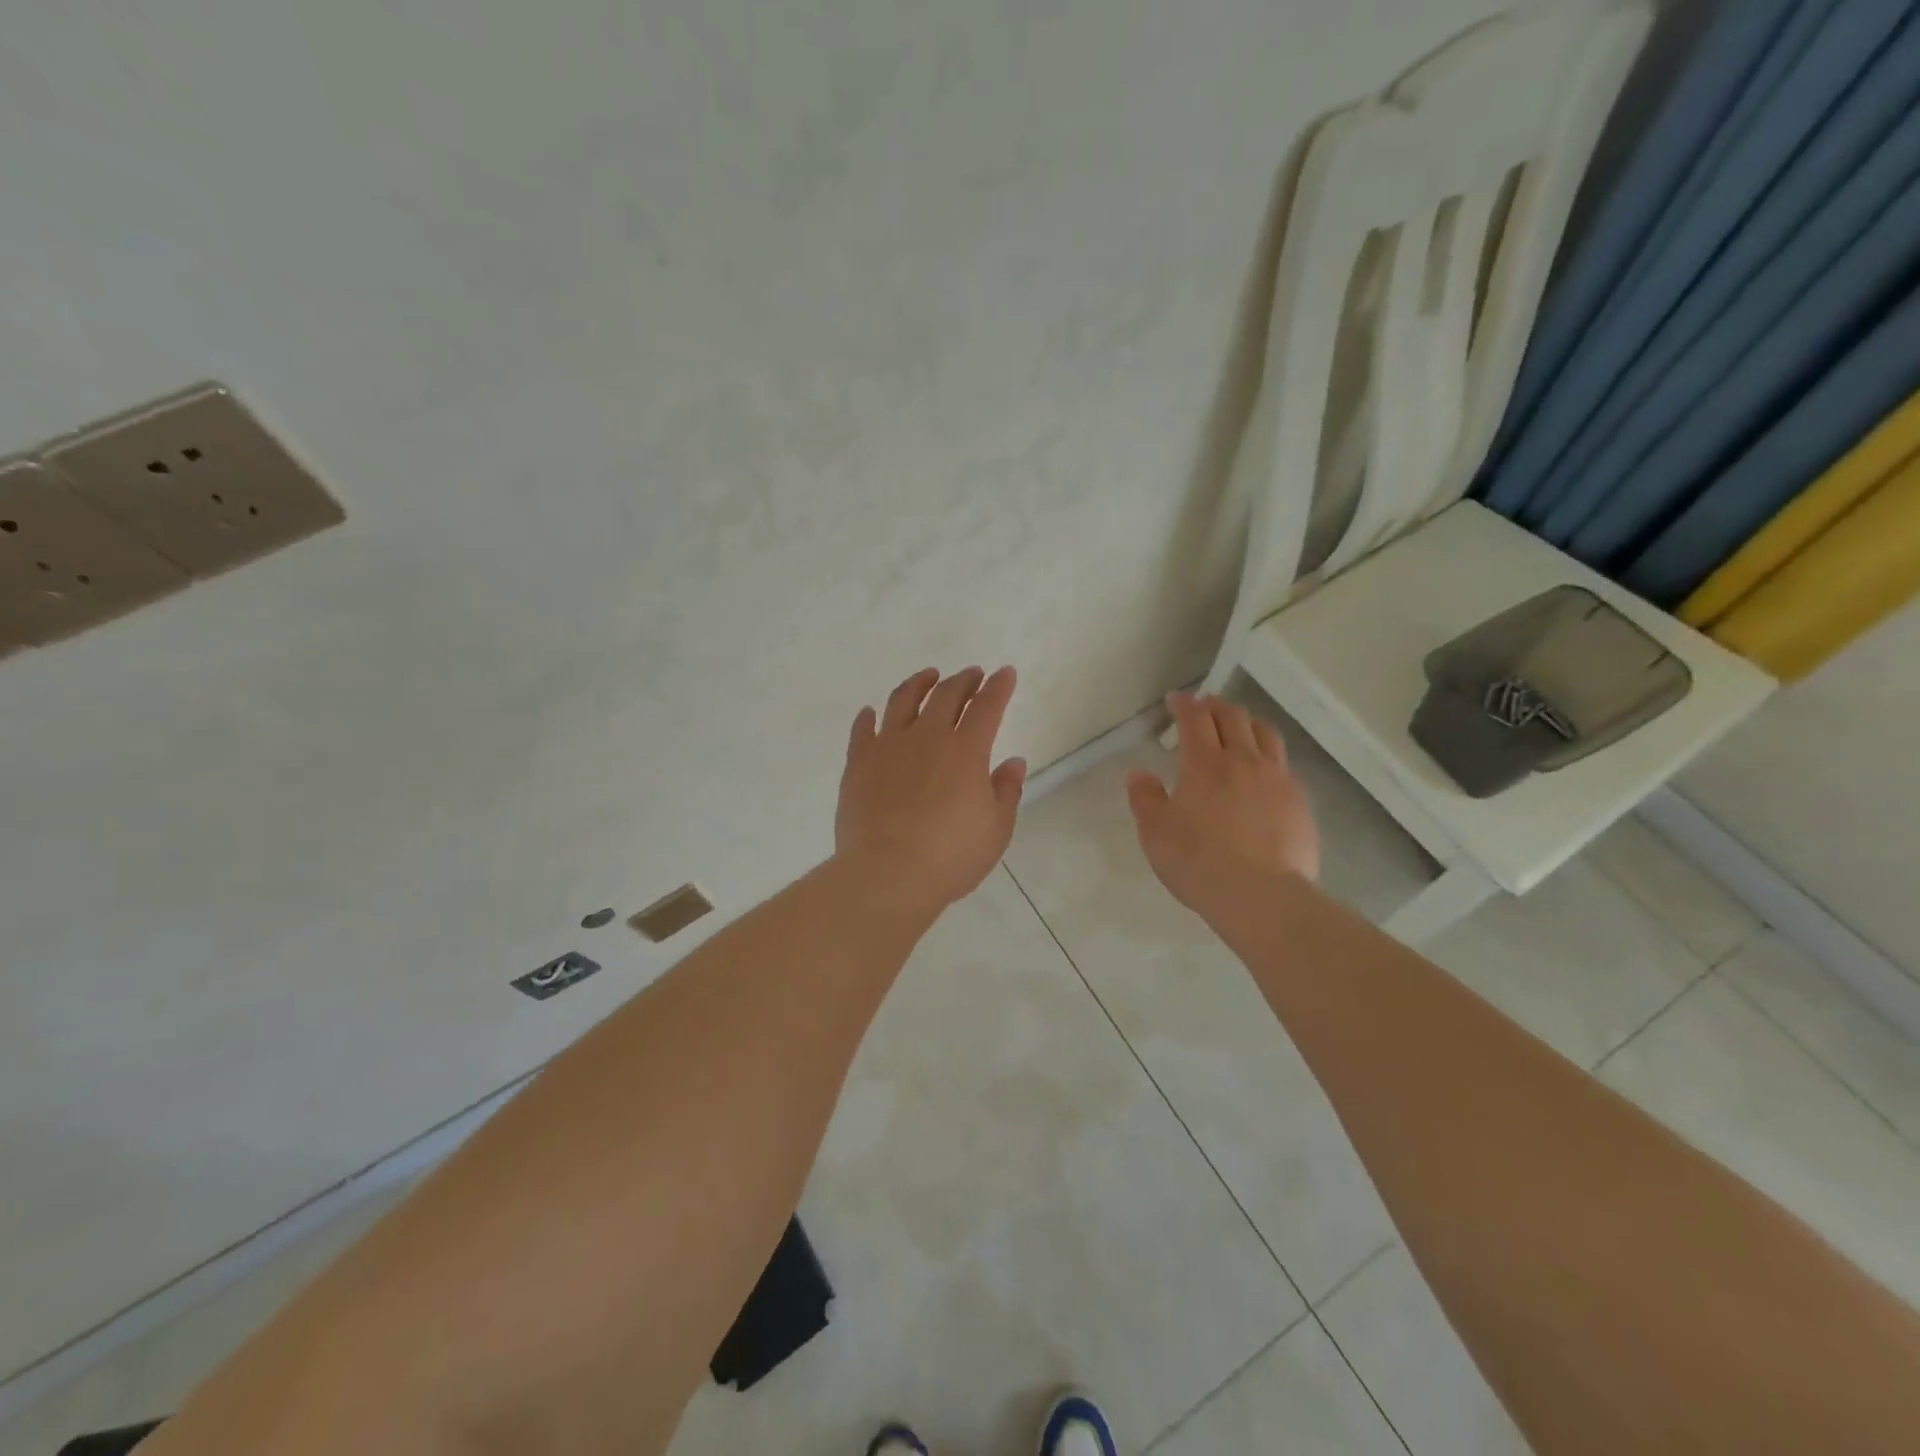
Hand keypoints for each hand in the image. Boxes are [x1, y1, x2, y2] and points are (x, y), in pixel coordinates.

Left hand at [835, 666, 1027, 917]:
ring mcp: (888, 746)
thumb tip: (1013, 762)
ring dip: (919, 684)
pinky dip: (868, 717)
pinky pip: (863, 730)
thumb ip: (1006, 791)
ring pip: (903, 701)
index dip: (998, 687)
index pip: (987, 706)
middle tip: (972, 674)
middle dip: (963, 680)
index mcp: (965, 751)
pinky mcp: (859, 763)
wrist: (888, 873)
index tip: (1004, 673)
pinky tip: (871, 712)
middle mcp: (927, 737)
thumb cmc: (951, 856)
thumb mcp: (996, 830)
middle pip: (946, 695)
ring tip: (928, 677)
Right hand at [1126, 693, 1319, 923]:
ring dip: (1247, 723)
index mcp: (1205, 764)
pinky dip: (1268, 755)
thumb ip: (1145, 800)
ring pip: (1265, 735)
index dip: (1184, 705)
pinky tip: (1263, 771)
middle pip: (1233, 718)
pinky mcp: (1299, 802)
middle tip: (1204, 706)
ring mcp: (1277, 779)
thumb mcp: (1156, 834)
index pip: (1195, 720)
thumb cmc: (1198, 863)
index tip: (1176, 700)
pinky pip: (1284, 765)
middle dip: (1216, 706)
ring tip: (1238, 726)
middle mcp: (1243, 761)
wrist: (1261, 896)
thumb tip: (1138, 775)